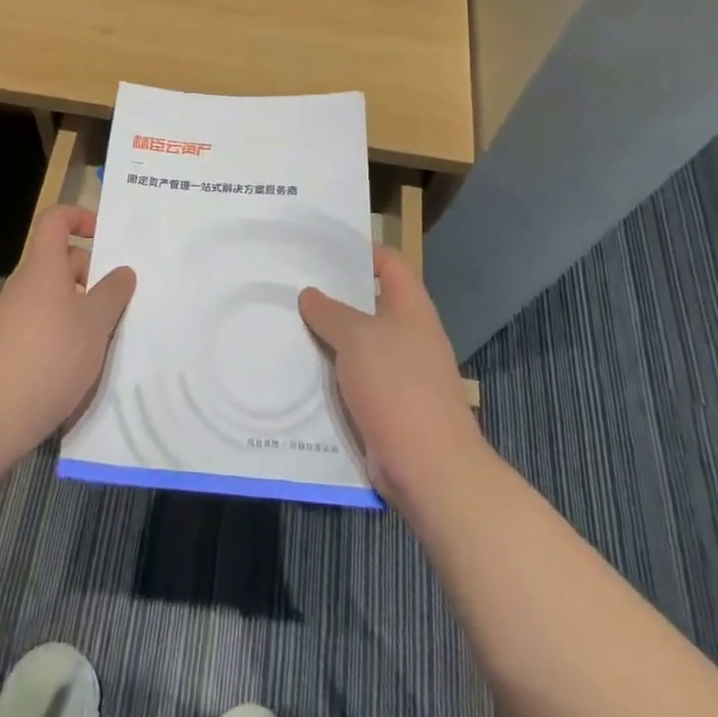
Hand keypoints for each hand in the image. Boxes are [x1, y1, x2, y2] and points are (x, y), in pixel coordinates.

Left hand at [0, 205, 136, 460]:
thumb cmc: (49, 358)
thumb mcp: (95, 323)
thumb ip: (113, 292)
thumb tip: (123, 271)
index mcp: (43, 267)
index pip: (56, 220)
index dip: (80, 217)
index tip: (106, 237)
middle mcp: (24, 284)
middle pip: (61, 260)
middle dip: (92, 273)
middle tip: (120, 300)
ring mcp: (12, 316)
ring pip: (55, 296)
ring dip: (82, 307)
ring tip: (107, 336)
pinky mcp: (7, 346)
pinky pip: (43, 323)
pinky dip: (64, 332)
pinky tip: (80, 363)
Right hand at [299, 245, 485, 514]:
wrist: (430, 467)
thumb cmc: (397, 386)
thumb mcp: (356, 338)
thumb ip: (329, 312)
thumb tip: (309, 294)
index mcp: (411, 307)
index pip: (388, 263)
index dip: (359, 251)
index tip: (320, 249)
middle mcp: (409, 334)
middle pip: (370, 303)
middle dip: (333, 296)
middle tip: (292, 286)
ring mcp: (401, 372)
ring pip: (359, 343)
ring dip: (328, 337)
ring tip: (287, 324)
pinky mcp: (389, 405)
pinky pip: (356, 378)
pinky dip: (332, 373)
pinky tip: (300, 371)